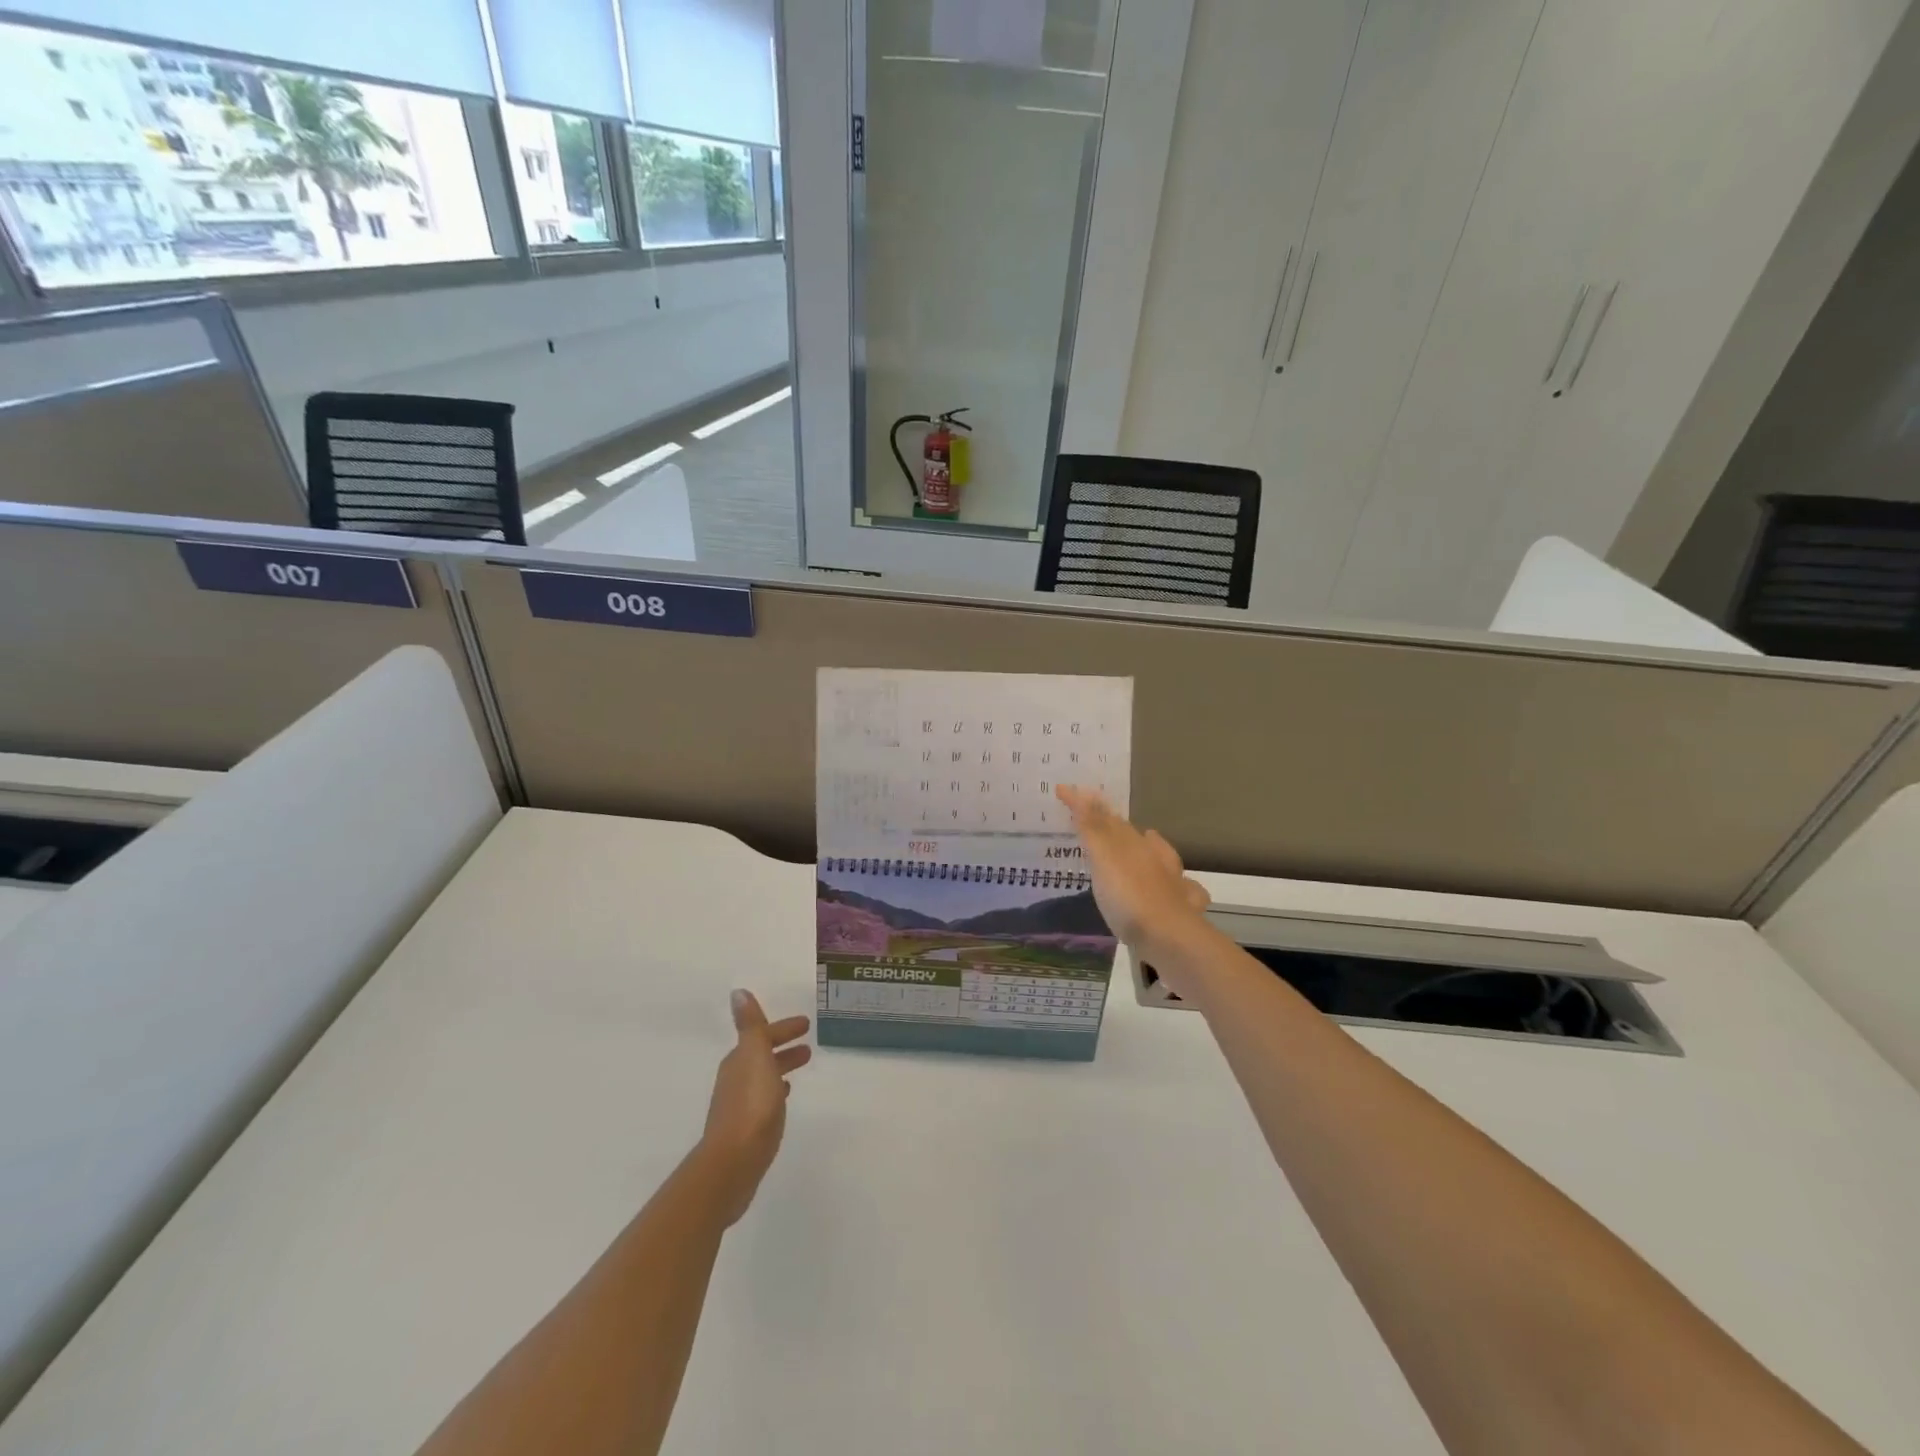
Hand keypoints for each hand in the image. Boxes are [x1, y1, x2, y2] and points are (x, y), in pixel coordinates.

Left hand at [698, 991, 811, 1225]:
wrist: (733, 1163)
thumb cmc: (750, 1105)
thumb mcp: (754, 1056)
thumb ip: (750, 1025)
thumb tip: (738, 992)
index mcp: (739, 1061)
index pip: (762, 1036)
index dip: (782, 1029)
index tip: (806, 1024)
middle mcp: (736, 1079)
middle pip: (761, 1055)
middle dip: (783, 1046)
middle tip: (809, 1045)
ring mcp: (739, 1105)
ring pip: (764, 1076)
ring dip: (780, 1067)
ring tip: (801, 1066)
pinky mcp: (745, 1129)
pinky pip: (764, 1099)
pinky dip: (775, 1090)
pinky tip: (784, 1097)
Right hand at [1056, 785, 1211, 956]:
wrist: (1171, 939)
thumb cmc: (1130, 896)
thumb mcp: (1105, 859)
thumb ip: (1093, 827)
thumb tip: (1081, 790)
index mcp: (1136, 844)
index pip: (1109, 819)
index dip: (1089, 806)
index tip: (1068, 794)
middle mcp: (1158, 860)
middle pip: (1137, 838)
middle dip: (1122, 829)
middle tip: (1107, 822)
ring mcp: (1174, 886)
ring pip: (1164, 860)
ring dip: (1154, 850)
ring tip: (1148, 843)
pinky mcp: (1182, 913)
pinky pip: (1184, 892)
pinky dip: (1180, 886)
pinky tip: (1180, 891)